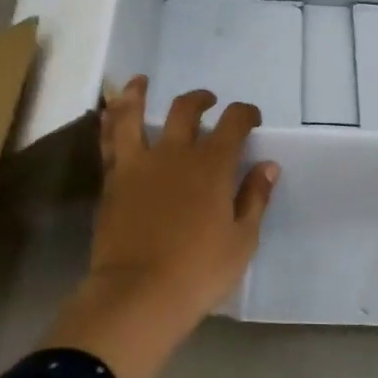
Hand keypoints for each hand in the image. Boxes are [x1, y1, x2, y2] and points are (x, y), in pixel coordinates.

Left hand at [89, 77, 278, 323]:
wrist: (138, 294)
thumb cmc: (199, 271)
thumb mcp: (242, 240)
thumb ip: (254, 198)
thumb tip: (267, 166)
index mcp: (212, 165)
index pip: (234, 122)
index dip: (245, 113)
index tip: (251, 118)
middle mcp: (176, 153)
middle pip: (187, 110)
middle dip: (201, 101)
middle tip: (208, 103)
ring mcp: (140, 164)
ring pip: (135, 115)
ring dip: (139, 94)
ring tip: (142, 82)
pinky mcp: (113, 180)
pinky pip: (109, 141)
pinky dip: (110, 122)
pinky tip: (110, 112)